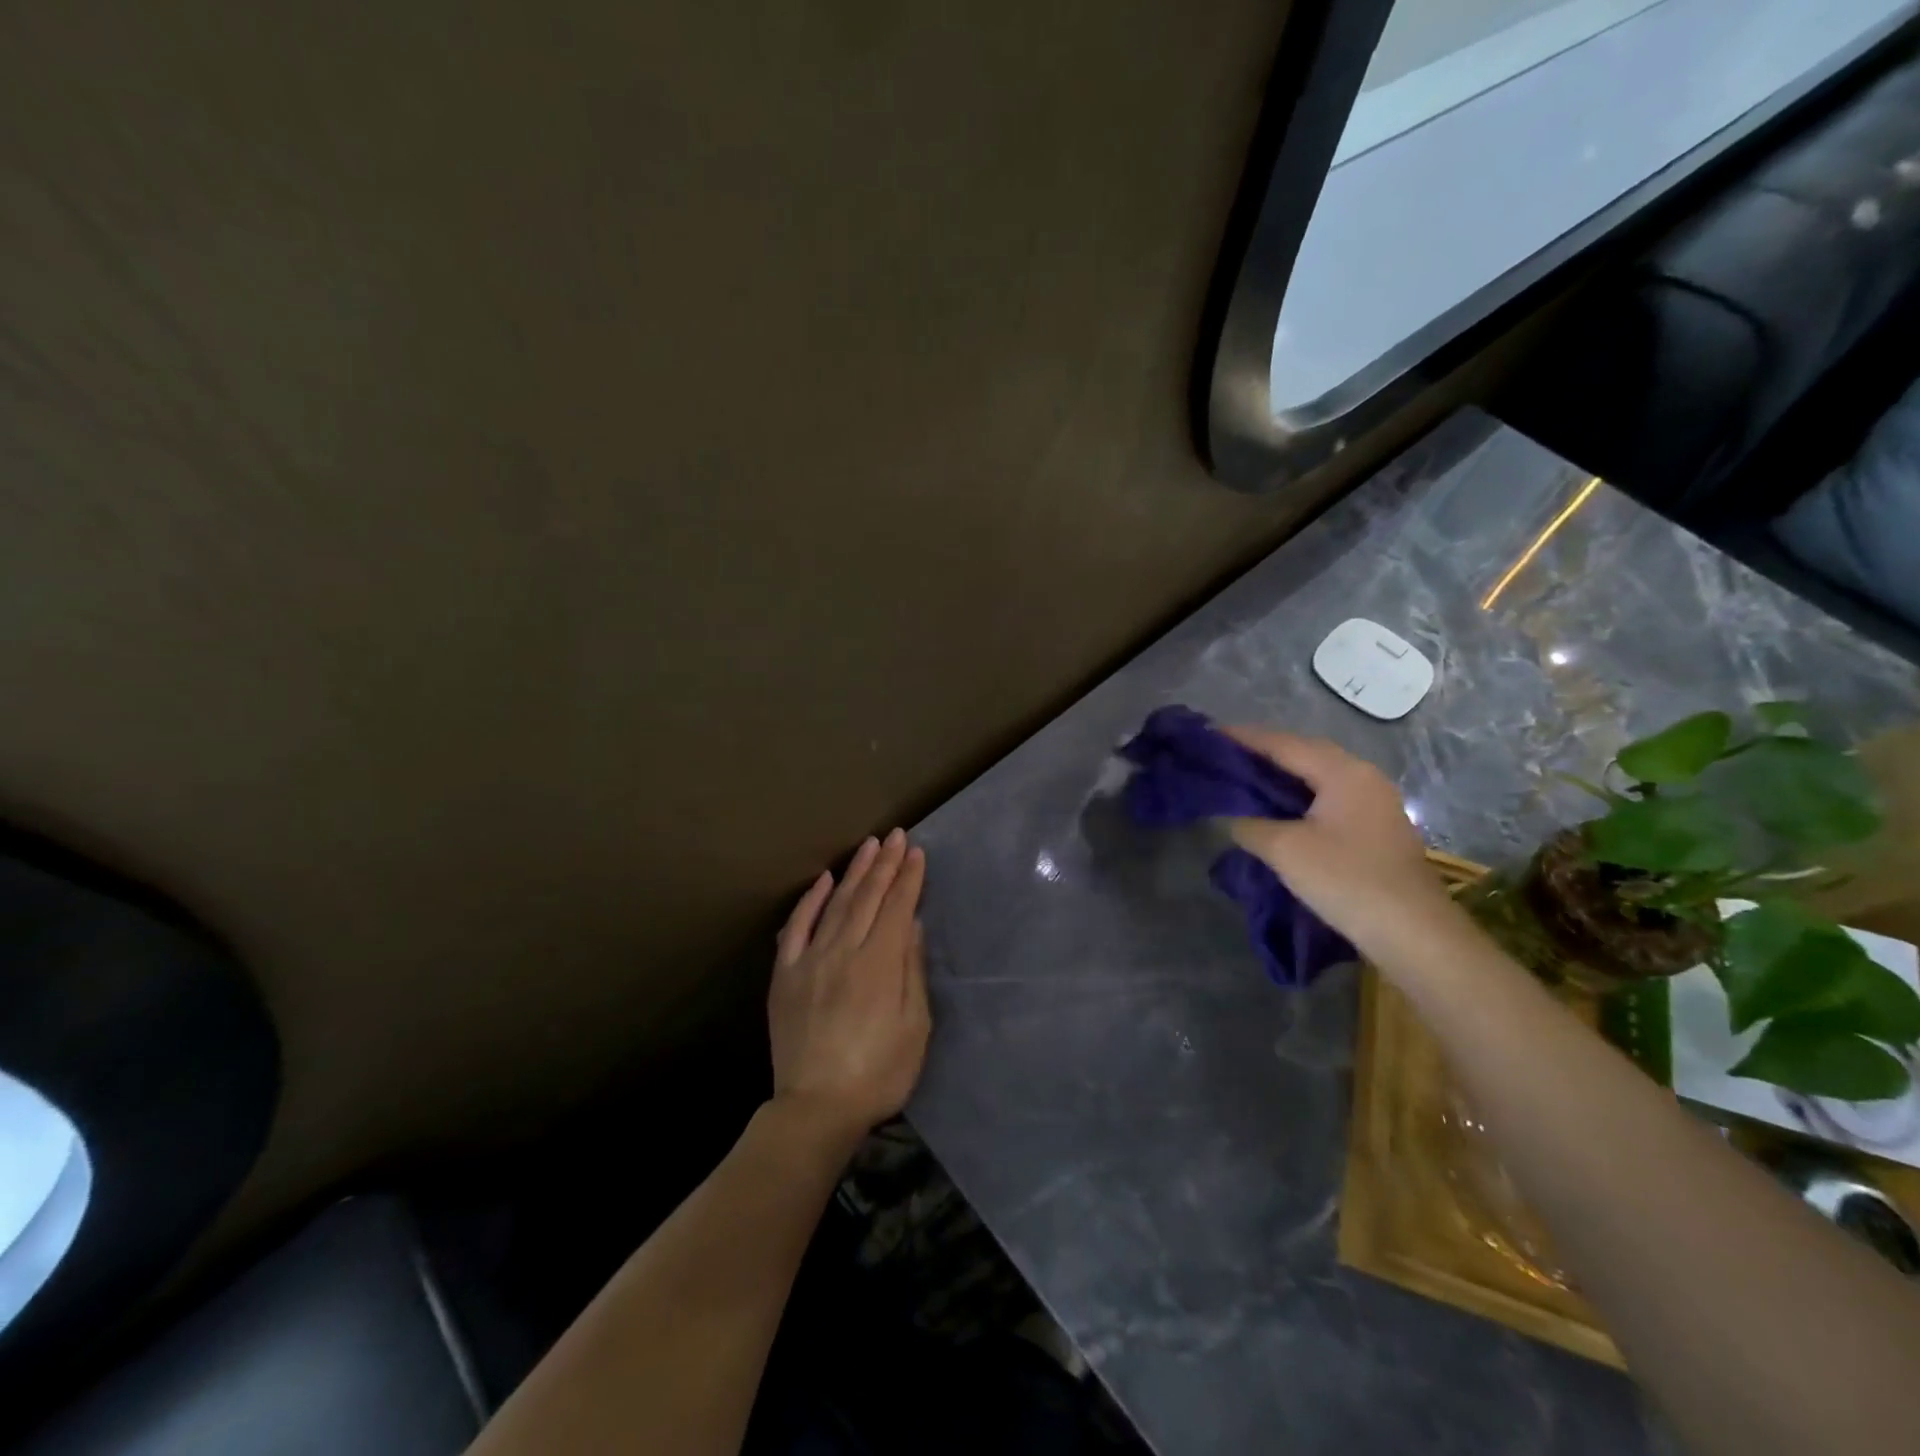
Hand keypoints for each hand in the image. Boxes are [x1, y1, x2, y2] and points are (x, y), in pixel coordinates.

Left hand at [769, 829, 930, 1149]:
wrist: (816, 1108)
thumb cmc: (879, 1073)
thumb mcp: (915, 1027)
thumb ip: (912, 971)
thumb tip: (911, 925)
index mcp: (879, 964)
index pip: (896, 907)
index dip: (908, 878)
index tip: (916, 852)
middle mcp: (843, 951)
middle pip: (867, 897)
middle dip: (884, 864)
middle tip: (896, 836)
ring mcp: (810, 960)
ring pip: (835, 904)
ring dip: (853, 872)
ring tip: (867, 846)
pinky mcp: (785, 975)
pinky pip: (796, 928)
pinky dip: (809, 901)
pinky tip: (822, 880)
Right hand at [1221, 726, 1460, 951]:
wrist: (1412, 933)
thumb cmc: (1346, 880)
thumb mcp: (1284, 849)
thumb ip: (1248, 824)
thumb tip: (1229, 816)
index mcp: (1343, 772)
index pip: (1284, 744)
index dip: (1245, 738)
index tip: (1210, 734)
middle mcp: (1364, 777)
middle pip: (1305, 754)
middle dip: (1264, 754)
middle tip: (1225, 757)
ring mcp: (1375, 803)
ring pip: (1319, 777)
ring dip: (1282, 776)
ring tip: (1245, 780)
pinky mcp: (1377, 828)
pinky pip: (1329, 798)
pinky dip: (1299, 797)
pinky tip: (1278, 810)